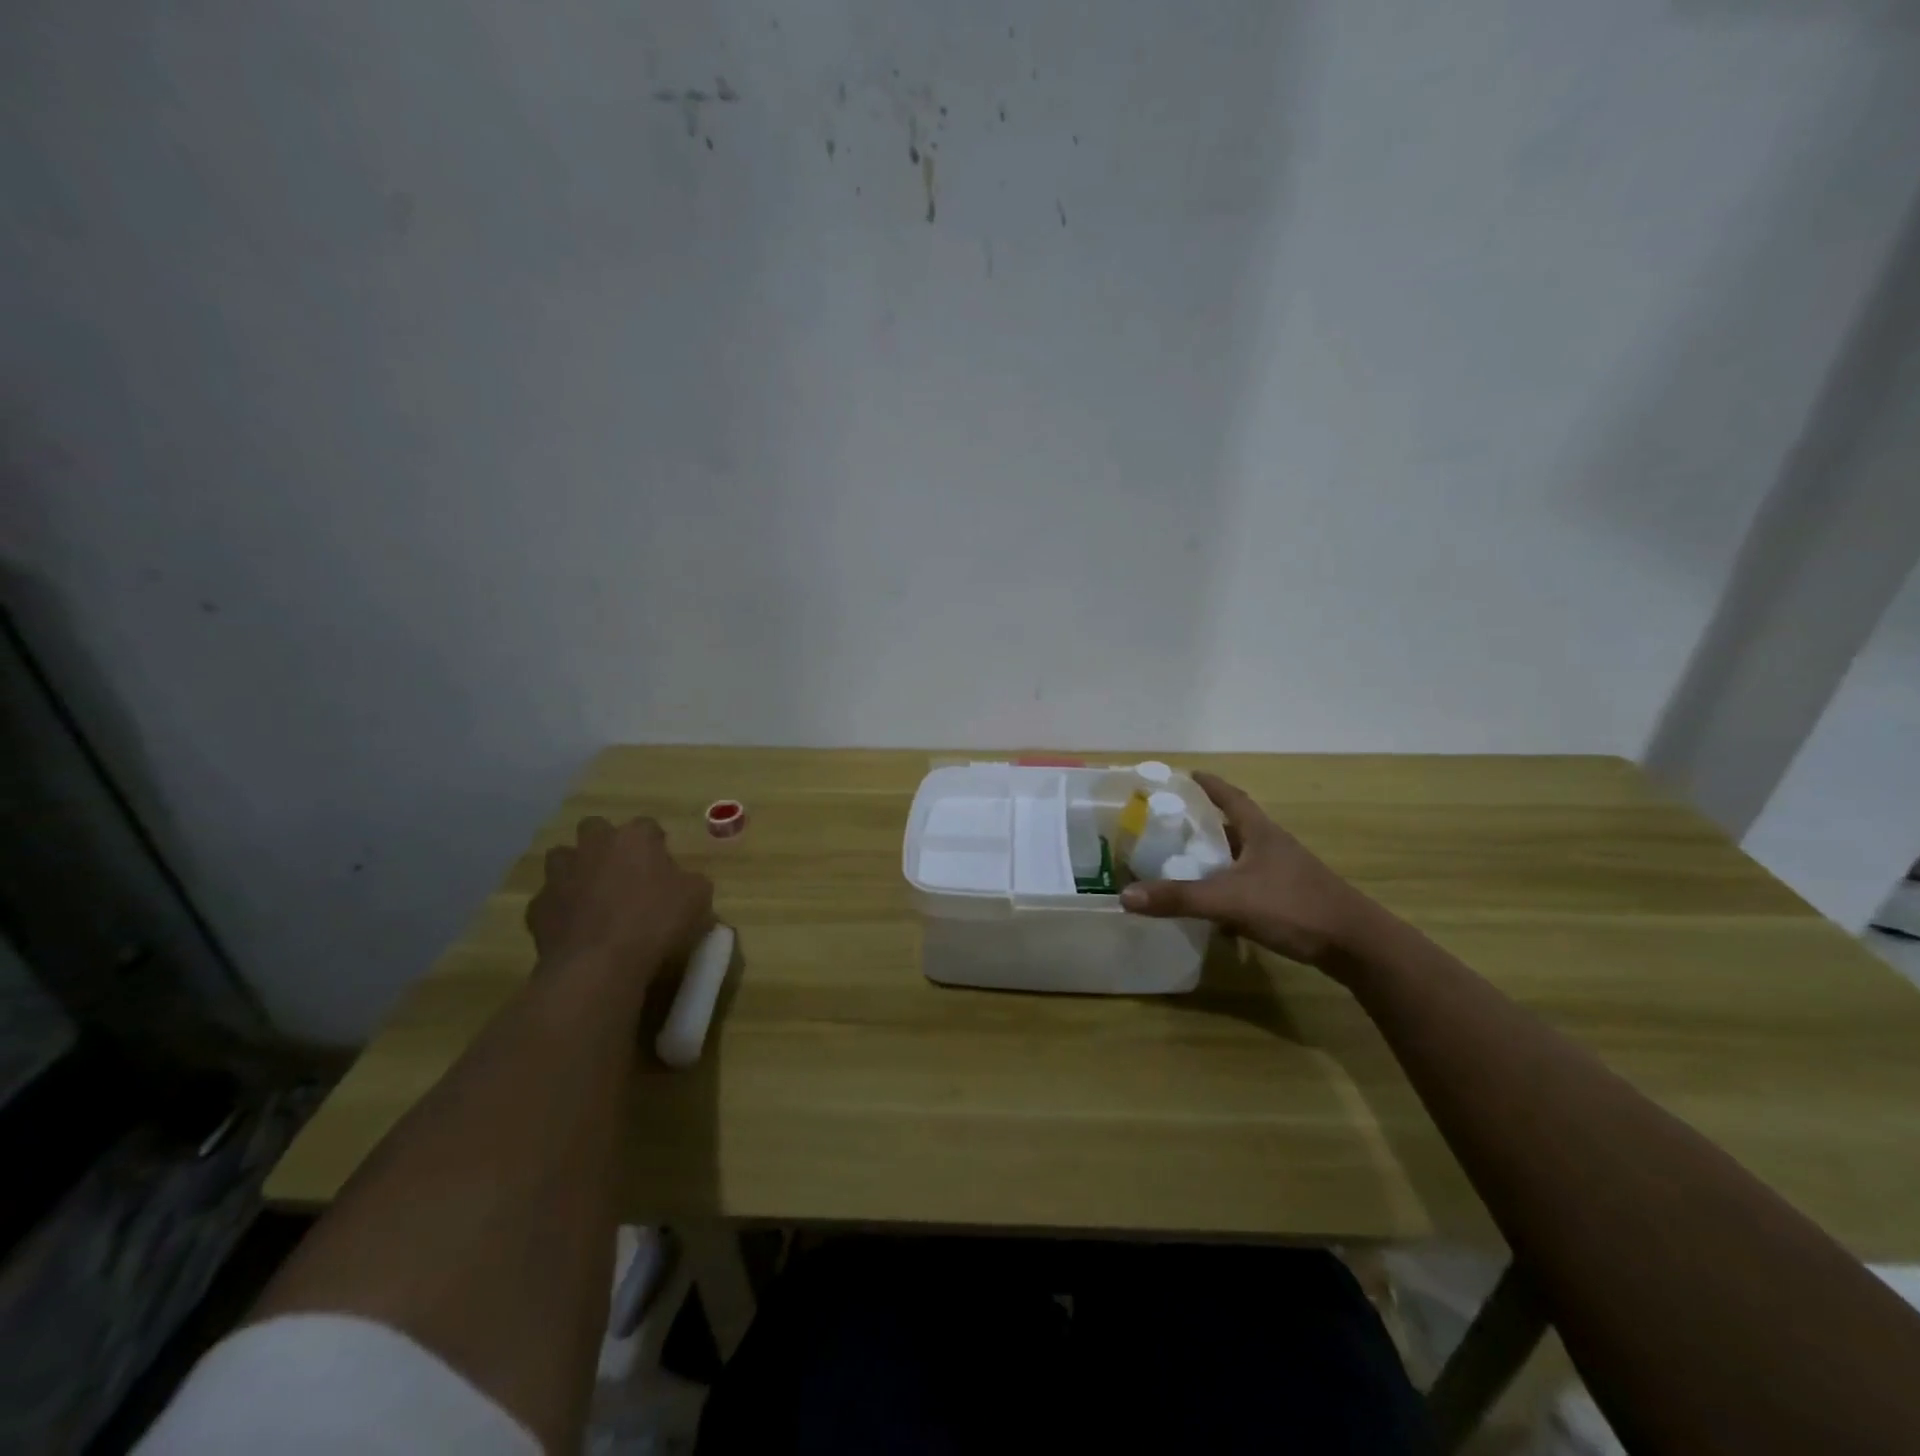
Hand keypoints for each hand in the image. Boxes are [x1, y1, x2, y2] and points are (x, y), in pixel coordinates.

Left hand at [526, 817, 713, 979]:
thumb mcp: (698, 899)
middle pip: (595, 828)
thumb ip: (691, 883)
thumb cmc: (656, 922)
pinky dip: (560, 909)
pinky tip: (576, 929)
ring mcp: (560, 875)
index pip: (647, 826)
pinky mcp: (537, 907)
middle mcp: (593, 846)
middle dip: (605, 844)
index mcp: (634, 838)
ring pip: (562, 858)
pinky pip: (549, 900)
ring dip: (575, 870)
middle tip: (623, 872)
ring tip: (593, 896)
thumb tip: (686, 885)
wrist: (598, 965)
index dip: (655, 844)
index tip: (663, 865)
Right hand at [1120, 772, 1383, 968]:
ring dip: (1217, 857)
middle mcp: (1273, 846)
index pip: (1231, 797)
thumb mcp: (1228, 901)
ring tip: (1185, 861)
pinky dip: (1229, 886)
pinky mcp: (1291, 898)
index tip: (1186, 775)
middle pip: (1235, 826)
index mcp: (1261, 832)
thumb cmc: (1293, 907)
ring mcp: (1285, 872)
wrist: (1356, 945)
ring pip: (1242, 856)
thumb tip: (1125, 896)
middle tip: (1171, 823)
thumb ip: (1178, 898)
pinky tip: (1214, 905)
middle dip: (1204, 823)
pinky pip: (1250, 883)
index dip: (1208, 784)